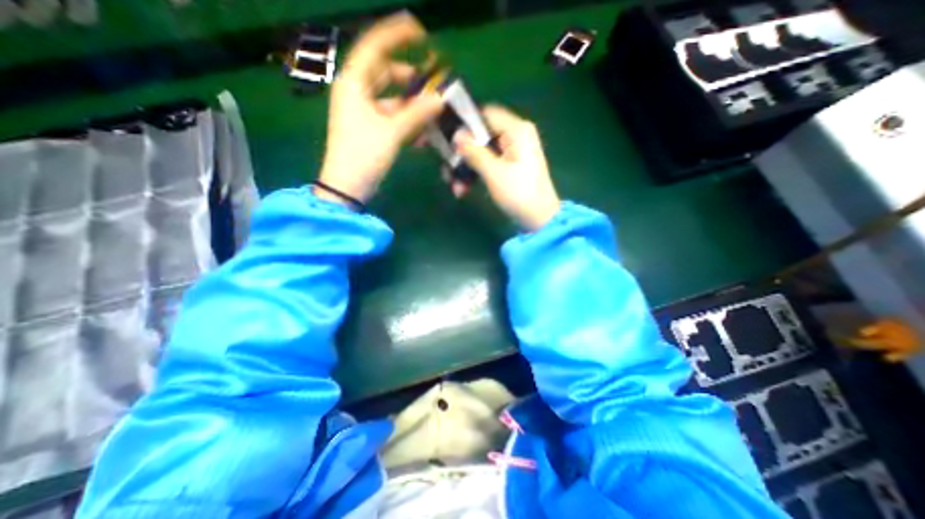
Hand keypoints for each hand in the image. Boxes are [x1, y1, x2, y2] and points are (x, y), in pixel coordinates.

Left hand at [318, 12, 442, 203]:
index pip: (374, 47)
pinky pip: (393, 118)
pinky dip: (408, 124)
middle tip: (434, 81)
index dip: (396, 36)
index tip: (421, 33)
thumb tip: (440, 99)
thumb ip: (417, 114)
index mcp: (353, 84)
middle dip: (411, 79)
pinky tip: (423, 136)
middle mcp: (357, 93)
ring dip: (413, 107)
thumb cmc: (363, 154)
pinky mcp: (372, 129)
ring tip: (435, 112)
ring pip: (393, 99)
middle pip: (386, 74)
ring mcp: (364, 112)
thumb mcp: (391, 132)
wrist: (348, 186)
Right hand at [455, 106, 558, 231]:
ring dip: (465, 169)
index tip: (446, 138)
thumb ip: (474, 152)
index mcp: (516, 130)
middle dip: (461, 154)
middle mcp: (514, 136)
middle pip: (480, 136)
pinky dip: (474, 175)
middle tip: (446, 168)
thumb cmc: (519, 194)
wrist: (539, 220)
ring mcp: (511, 152)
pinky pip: (486, 164)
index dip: (463, 124)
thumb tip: (456, 134)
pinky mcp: (507, 166)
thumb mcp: (494, 173)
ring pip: (480, 152)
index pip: (484, 114)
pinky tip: (462, 190)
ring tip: (454, 187)